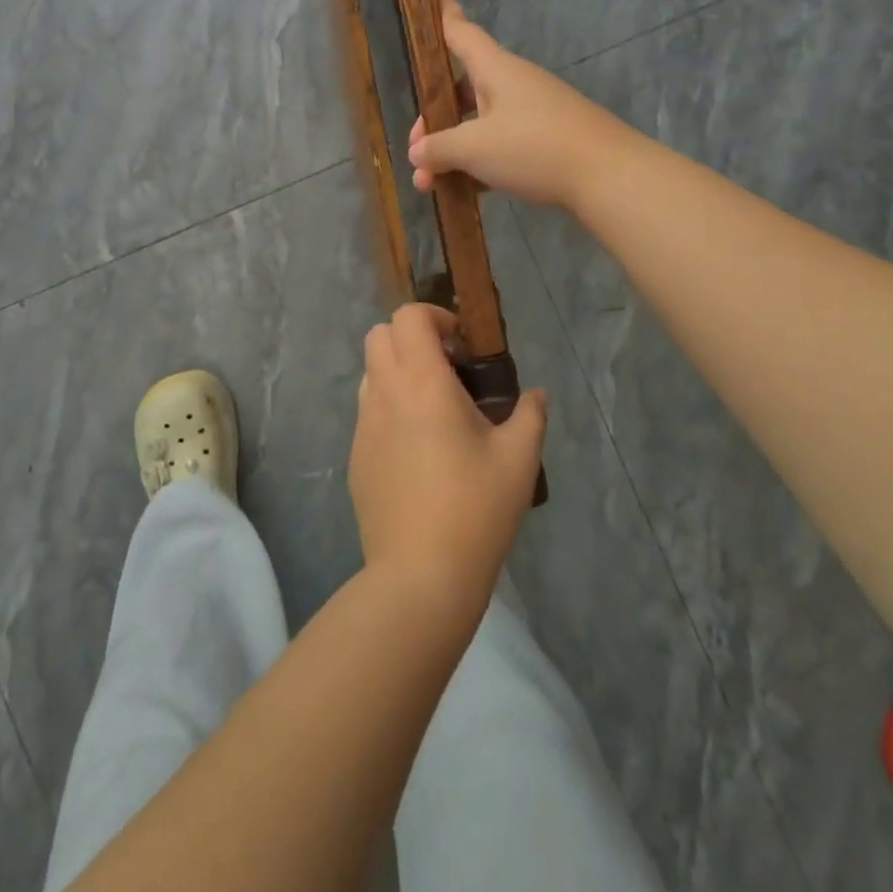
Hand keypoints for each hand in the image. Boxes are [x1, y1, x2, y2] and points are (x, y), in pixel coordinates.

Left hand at [349, 304, 548, 617]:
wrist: (420, 574)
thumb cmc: (475, 509)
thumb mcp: (518, 459)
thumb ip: (530, 415)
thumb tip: (537, 395)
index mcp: (421, 383)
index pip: (407, 317)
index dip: (434, 316)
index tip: (461, 344)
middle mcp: (384, 394)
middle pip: (378, 335)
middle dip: (411, 338)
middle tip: (447, 369)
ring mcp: (363, 426)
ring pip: (370, 373)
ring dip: (397, 372)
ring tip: (434, 409)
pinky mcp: (355, 457)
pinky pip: (368, 413)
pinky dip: (389, 408)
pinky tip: (418, 451)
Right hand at [408, 0, 632, 209]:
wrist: (608, 176)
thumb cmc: (534, 147)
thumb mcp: (474, 148)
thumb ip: (438, 148)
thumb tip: (418, 152)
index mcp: (495, 69)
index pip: (461, 33)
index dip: (443, 17)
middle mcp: (513, 84)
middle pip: (462, 90)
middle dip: (434, 121)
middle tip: (417, 153)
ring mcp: (532, 113)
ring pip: (479, 125)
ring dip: (452, 152)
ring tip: (430, 186)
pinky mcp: (546, 142)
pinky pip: (501, 146)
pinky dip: (479, 164)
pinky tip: (465, 192)